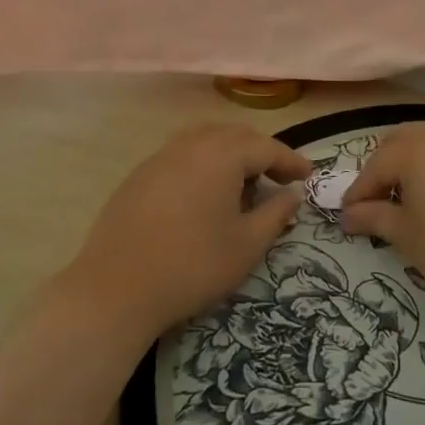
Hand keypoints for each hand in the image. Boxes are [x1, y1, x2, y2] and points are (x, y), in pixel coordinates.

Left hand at [61, 123, 312, 340]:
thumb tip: (292, 193)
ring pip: (206, 140)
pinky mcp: (140, 173)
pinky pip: (182, 154)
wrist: (115, 289)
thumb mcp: (246, 245)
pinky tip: (205, 195)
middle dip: (262, 153)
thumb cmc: (192, 266)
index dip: (291, 161)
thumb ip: (276, 213)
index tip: (309, 177)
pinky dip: (204, 164)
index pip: (267, 147)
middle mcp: (191, 143)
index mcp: (221, 154)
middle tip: (280, 180)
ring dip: (231, 155)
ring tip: (244, 185)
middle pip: (236, 135)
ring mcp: (161, 156)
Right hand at [340, 122, 424, 329]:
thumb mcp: (408, 237)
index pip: (377, 165)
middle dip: (389, 166)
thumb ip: (374, 217)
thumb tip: (348, 215)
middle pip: (406, 140)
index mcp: (417, 149)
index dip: (360, 190)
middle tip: (382, 199)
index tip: (350, 214)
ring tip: (423, 196)